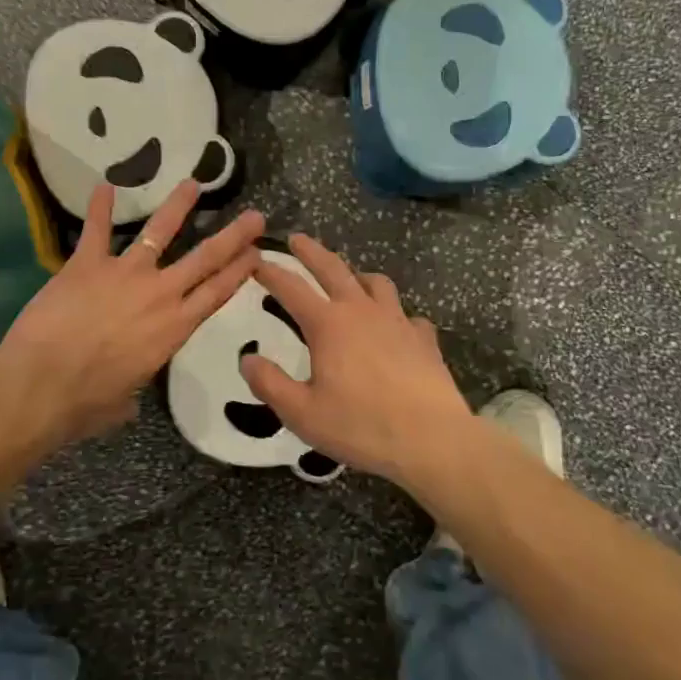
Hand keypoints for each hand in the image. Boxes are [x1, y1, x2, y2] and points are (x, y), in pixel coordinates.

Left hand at [0, 180, 265, 451]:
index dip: (239, 272)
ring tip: (192, 184)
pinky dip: (100, 206)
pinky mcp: (87, 263)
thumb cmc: (86, 403)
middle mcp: (159, 294)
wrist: (43, 384)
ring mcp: (124, 273)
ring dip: (177, 206)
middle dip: (233, 236)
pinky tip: (105, 185)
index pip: (217, 294)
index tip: (258, 253)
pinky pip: (96, 229)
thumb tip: (126, 398)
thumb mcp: (123, 402)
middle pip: (205, 258)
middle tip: (254, 216)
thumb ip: (132, 390)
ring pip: (158, 231)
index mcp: (174, 329)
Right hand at [239, 234, 473, 490]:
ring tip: (350, 280)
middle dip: (311, 251)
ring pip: (376, 283)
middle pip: (333, 268)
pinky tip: (395, 328)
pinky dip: (396, 315)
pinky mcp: (424, 339)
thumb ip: (269, 383)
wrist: (433, 441)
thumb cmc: (361, 426)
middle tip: (297, 239)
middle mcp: (362, 311)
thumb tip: (247, 359)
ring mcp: (398, 321)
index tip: (256, 260)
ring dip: (357, 275)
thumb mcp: (302, 413)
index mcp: (328, 324)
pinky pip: (408, 315)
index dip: (271, 272)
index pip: (291, 287)